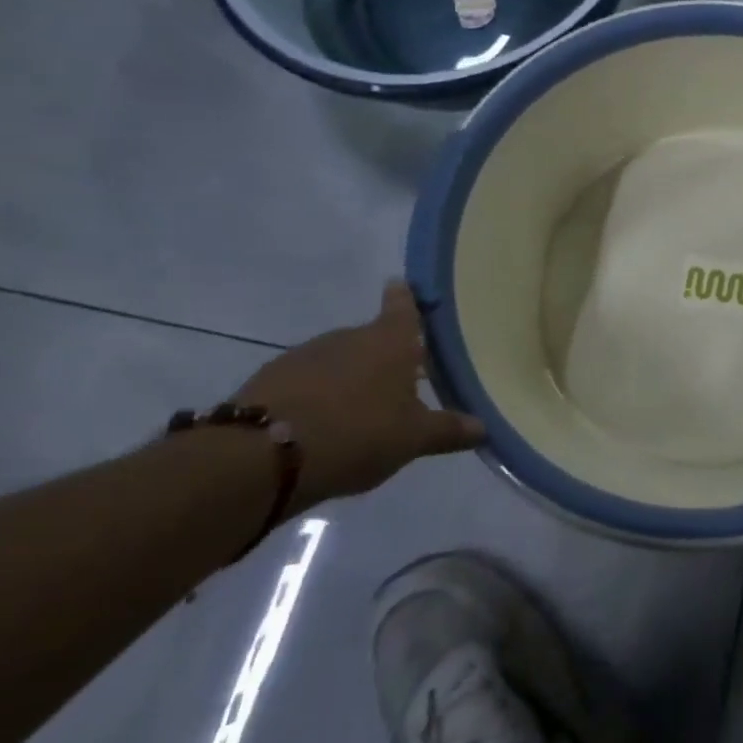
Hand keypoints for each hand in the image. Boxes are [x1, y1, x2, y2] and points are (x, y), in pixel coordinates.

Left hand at [235, 282, 483, 509]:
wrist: (260, 457)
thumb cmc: (357, 432)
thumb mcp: (413, 438)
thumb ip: (448, 430)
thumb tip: (483, 428)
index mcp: (390, 341)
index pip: (403, 307)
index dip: (406, 297)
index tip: (402, 284)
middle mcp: (348, 338)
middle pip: (371, 338)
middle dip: (384, 354)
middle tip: (399, 378)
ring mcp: (304, 356)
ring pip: (337, 360)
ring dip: (348, 377)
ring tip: (359, 410)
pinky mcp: (268, 380)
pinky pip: (304, 382)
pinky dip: (316, 396)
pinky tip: (321, 425)